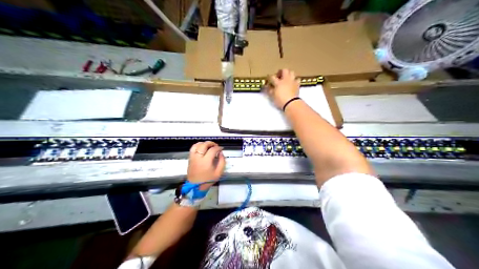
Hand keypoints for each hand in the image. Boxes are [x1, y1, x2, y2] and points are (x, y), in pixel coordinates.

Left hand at [187, 142, 226, 189]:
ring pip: (197, 145)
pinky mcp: (190, 158)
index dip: (218, 148)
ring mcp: (193, 157)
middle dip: (211, 143)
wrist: (196, 186)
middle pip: (204, 145)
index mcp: (206, 161)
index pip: (213, 150)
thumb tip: (221, 153)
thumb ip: (222, 162)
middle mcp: (198, 157)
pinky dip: (197, 145)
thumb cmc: (208, 180)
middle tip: (216, 146)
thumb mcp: (219, 173)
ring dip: (204, 143)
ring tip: (209, 146)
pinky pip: (192, 148)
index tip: (221, 149)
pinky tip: (202, 147)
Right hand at [265, 69, 297, 108]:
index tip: (268, 79)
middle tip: (279, 76)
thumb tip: (268, 86)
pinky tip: (293, 83)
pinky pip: (297, 79)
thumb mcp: (273, 96)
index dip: (270, 77)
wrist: (291, 103)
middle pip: (284, 70)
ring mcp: (292, 81)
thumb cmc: (280, 100)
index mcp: (278, 82)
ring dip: (289, 74)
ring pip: (292, 72)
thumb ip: (270, 90)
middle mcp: (286, 79)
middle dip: (281, 71)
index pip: (272, 77)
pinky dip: (295, 80)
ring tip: (286, 78)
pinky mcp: (297, 85)